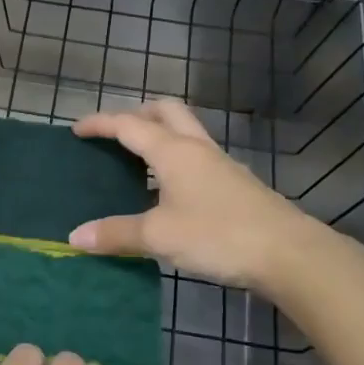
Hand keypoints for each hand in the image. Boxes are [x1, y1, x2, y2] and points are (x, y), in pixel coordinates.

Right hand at [69, 100, 322, 290]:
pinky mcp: (235, 184)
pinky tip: (168, 191)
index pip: (129, 125)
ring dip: (159, 135)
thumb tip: (75, 236)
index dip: (100, 123)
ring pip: (185, 132)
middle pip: (166, 111)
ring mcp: (220, 164)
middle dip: (137, 113)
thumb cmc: (217, 235)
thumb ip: (116, 233)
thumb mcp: (159, 236)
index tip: (77, 129)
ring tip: (137, 161)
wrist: (288, 253)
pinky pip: (196, 157)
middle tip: (115, 134)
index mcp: (173, 151)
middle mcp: (197, 148)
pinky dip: (175, 160)